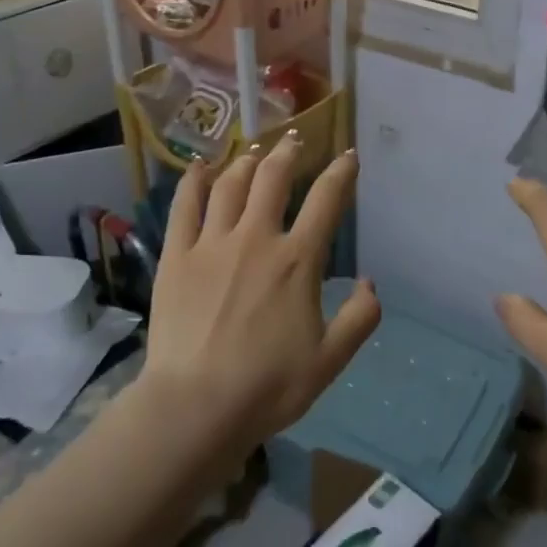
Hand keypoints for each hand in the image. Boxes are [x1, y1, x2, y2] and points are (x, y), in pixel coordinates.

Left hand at [140, 133, 379, 446]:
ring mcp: (211, 244)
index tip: (348, 156)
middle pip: (273, 178)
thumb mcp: (331, 359)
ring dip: (246, 161)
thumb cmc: (268, 385)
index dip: (341, 172)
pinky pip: (184, 206)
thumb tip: (370, 282)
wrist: (196, 406)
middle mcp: (256, 238)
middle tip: (295, 140)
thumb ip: (360, 318)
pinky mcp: (176, 256)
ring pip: (230, 185)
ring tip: (254, 151)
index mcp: (297, 260)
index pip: (326, 201)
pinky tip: (200, 167)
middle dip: (288, 153)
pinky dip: (194, 180)